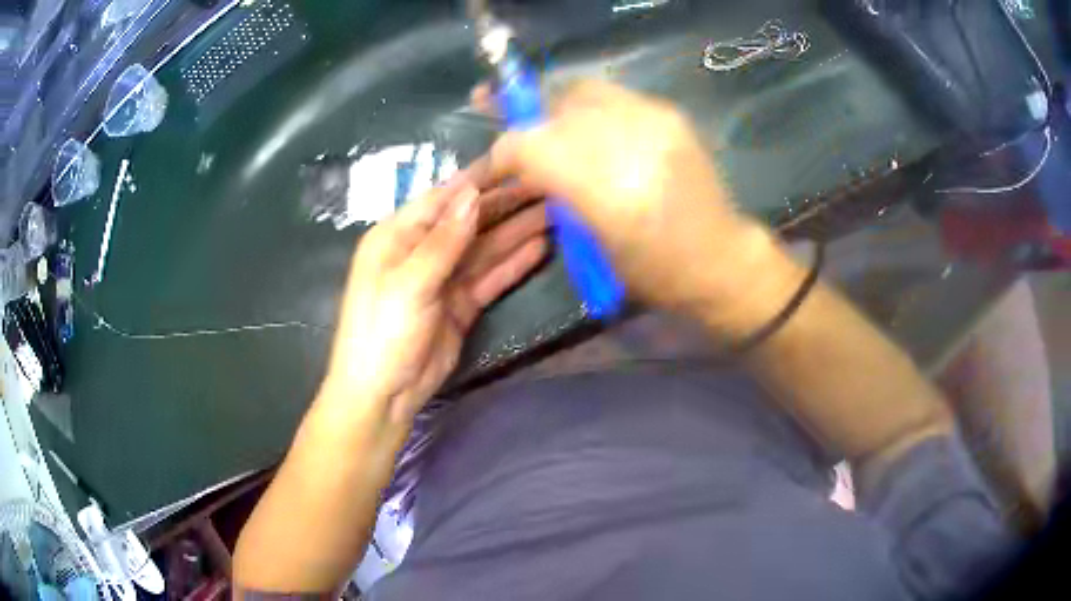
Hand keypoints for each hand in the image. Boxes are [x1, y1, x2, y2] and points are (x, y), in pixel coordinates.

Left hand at [322, 176, 547, 424]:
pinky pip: (489, 277)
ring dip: (516, 231)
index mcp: (398, 235)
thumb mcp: (409, 282)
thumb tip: (473, 194)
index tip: (517, 161)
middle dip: (506, 204)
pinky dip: (513, 264)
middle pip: (469, 221)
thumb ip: (444, 240)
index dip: (480, 180)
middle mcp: (421, 250)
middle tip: (548, 186)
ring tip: (554, 212)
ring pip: (484, 248)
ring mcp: (443, 278)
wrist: (382, 394)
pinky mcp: (460, 304)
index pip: (443, 198)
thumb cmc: (382, 332)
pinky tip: (540, 247)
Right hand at [473, 80, 786, 325]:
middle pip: (554, 109)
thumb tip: (525, 165)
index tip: (494, 166)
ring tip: (549, 124)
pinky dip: (588, 107)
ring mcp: (655, 122)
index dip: (503, 153)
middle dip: (526, 120)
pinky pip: (612, 95)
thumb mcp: (593, 247)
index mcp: (608, 194)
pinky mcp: (670, 114)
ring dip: (556, 107)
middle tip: (508, 125)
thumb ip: (557, 195)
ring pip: (582, 91)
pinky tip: (588, 126)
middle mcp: (631, 144)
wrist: (721, 258)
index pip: (532, 148)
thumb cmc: (656, 272)